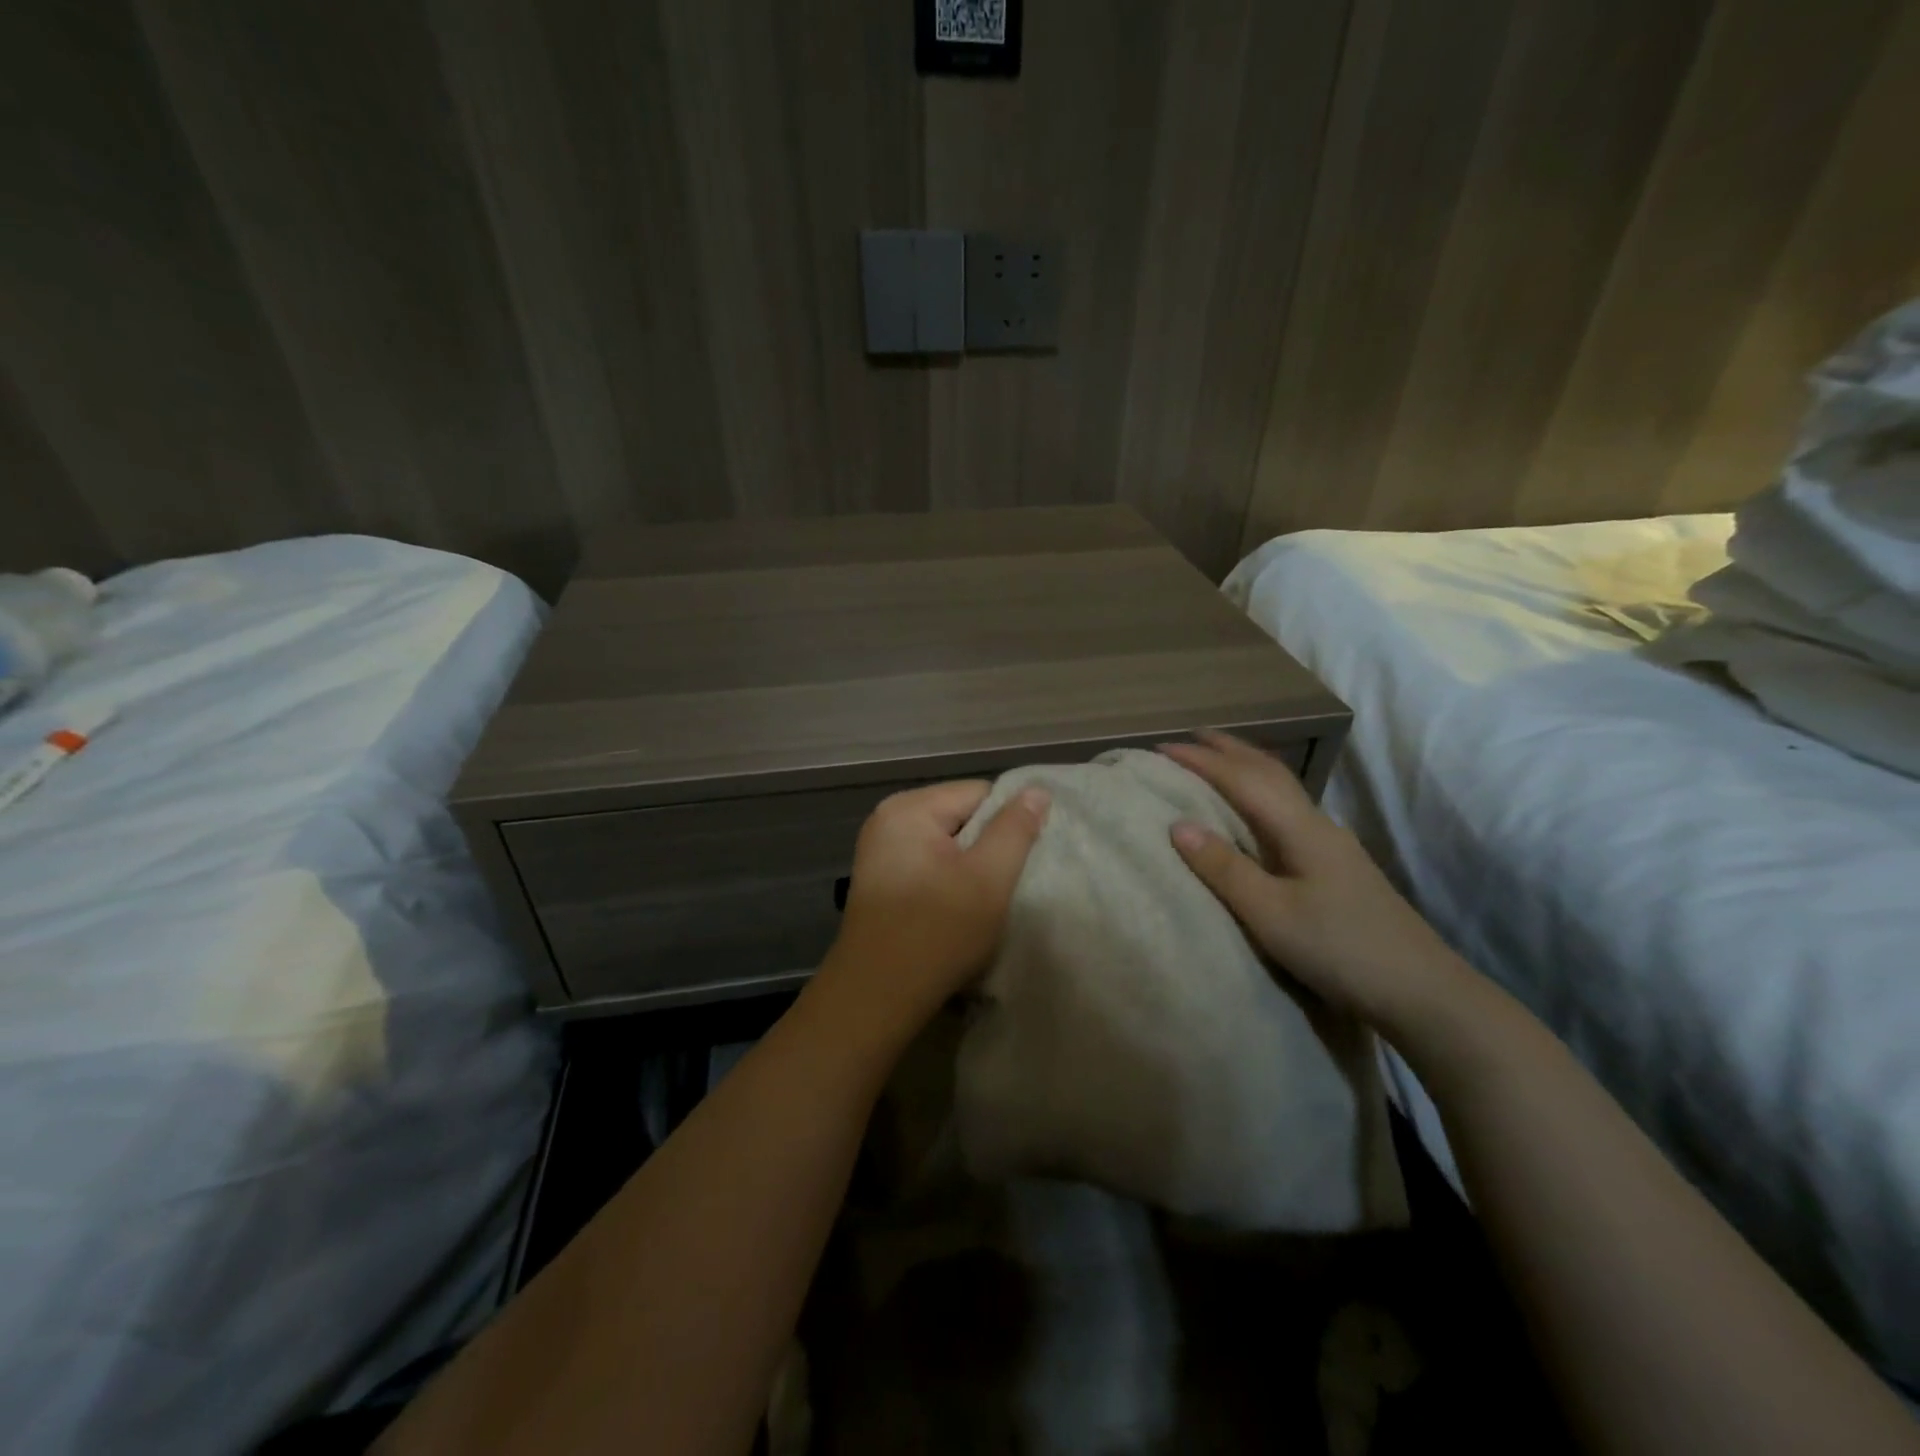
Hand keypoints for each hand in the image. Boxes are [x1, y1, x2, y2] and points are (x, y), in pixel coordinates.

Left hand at [816, 780, 1050, 1038]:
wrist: (876, 996)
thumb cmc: (937, 932)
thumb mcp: (988, 878)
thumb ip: (1015, 829)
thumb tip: (1036, 790)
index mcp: (909, 808)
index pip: (979, 793)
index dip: (1008, 824)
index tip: (1021, 862)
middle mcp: (888, 818)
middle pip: (960, 815)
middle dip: (987, 846)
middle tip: (1002, 885)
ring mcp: (880, 850)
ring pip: (946, 843)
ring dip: (969, 867)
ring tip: (981, 900)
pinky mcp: (880, 879)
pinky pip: (927, 863)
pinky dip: (948, 880)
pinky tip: (955, 910)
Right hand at [1160, 731, 1465, 1030]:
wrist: (1422, 992)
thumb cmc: (1340, 950)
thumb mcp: (1271, 914)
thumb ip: (1225, 868)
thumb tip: (1178, 824)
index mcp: (1300, 829)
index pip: (1243, 780)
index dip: (1201, 761)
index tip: (1160, 748)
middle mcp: (1318, 825)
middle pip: (1270, 772)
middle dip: (1229, 750)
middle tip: (1190, 736)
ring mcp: (1333, 845)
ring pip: (1283, 789)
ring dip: (1247, 767)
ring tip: (1218, 761)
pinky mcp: (1338, 866)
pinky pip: (1289, 810)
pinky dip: (1261, 792)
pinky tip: (1257, 810)